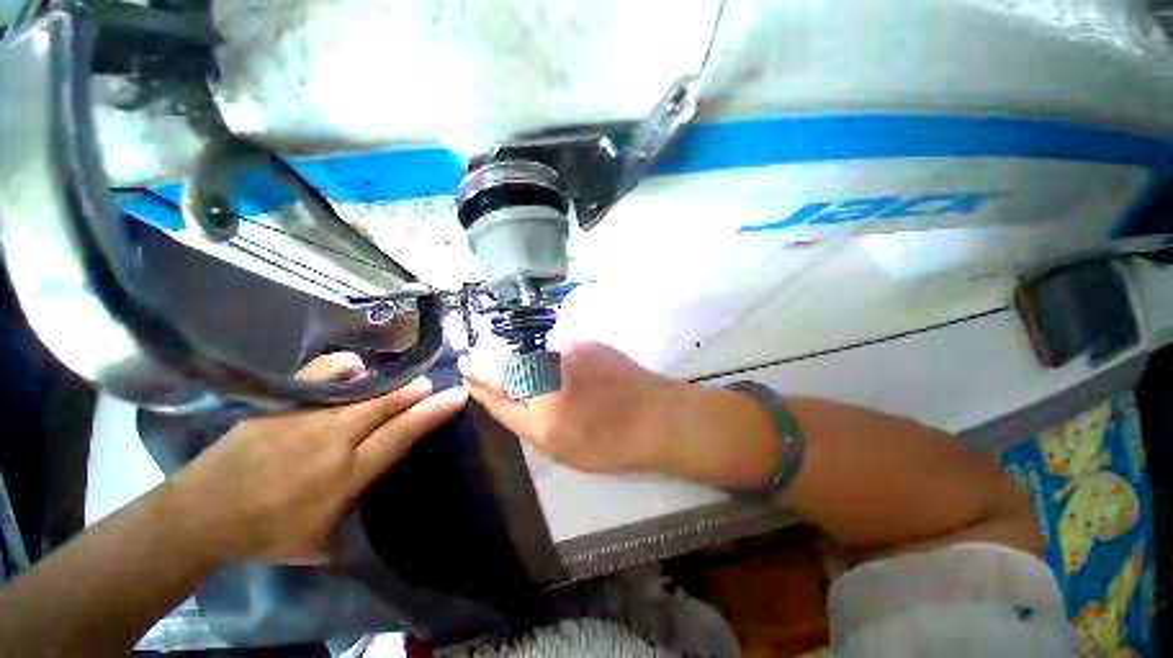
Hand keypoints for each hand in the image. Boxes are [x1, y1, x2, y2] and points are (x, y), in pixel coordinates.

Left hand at [167, 353, 466, 562]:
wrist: (201, 516)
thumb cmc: (269, 534)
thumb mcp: (325, 540)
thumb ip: (362, 509)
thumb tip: (390, 483)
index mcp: (346, 475)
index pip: (402, 433)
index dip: (433, 412)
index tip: (457, 395)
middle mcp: (332, 439)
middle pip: (387, 403)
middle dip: (415, 391)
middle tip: (429, 385)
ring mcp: (305, 417)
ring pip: (362, 388)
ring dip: (388, 382)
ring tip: (396, 382)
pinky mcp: (281, 404)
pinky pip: (323, 373)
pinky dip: (346, 367)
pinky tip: (354, 370)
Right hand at [458, 342, 681, 473]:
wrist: (656, 416)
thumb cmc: (605, 441)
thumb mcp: (551, 442)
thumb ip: (511, 411)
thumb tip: (482, 386)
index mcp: (539, 397)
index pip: (492, 375)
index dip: (476, 369)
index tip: (467, 366)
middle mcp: (550, 362)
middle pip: (510, 356)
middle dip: (503, 367)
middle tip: (514, 385)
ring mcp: (570, 345)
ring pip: (534, 351)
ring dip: (532, 364)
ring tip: (554, 387)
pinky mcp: (586, 338)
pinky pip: (555, 346)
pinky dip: (552, 359)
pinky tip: (571, 377)